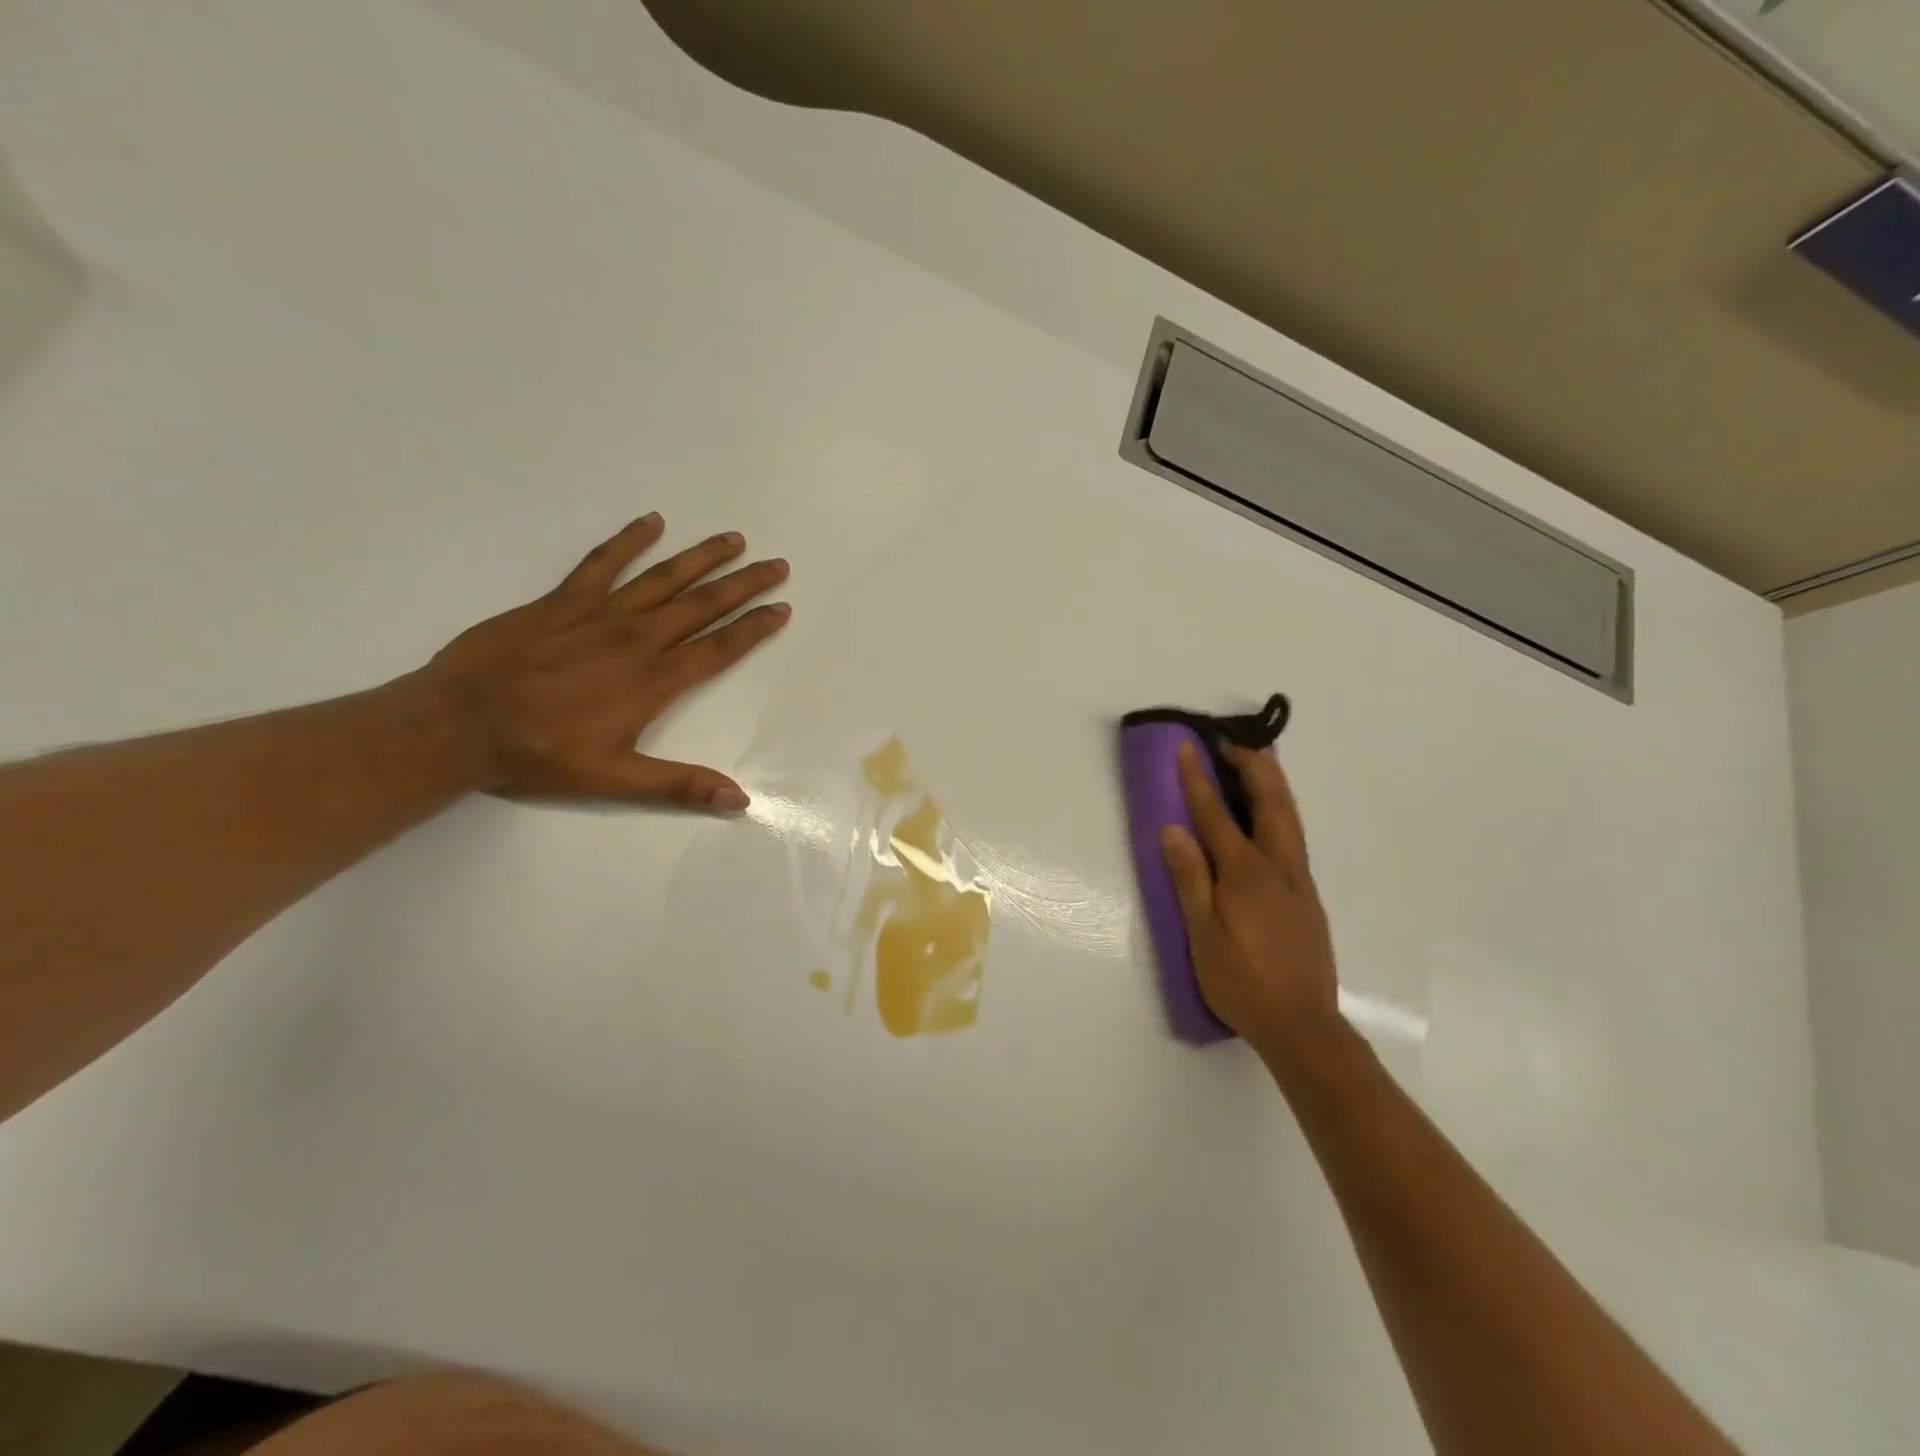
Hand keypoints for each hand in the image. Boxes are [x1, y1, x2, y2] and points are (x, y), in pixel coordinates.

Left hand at [419, 513, 789, 809]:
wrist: (460, 723)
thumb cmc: (540, 754)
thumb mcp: (615, 779)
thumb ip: (680, 785)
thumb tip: (740, 800)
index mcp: (655, 680)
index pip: (719, 647)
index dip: (755, 627)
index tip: (782, 608)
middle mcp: (638, 639)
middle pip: (703, 604)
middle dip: (744, 583)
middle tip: (777, 564)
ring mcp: (600, 614)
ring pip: (663, 577)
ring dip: (702, 557)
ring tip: (733, 539)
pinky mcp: (562, 601)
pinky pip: (603, 562)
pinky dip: (629, 541)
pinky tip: (652, 522)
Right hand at [1159, 737, 1338, 1059]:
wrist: (1303, 1027)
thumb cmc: (1242, 982)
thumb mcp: (1202, 935)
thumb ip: (1189, 879)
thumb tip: (1172, 829)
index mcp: (1246, 875)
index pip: (1217, 815)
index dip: (1198, 778)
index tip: (1188, 744)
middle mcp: (1279, 868)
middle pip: (1271, 804)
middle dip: (1253, 767)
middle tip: (1233, 743)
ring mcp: (1299, 883)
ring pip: (1290, 819)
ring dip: (1273, 785)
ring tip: (1256, 765)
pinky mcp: (1308, 899)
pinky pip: (1294, 839)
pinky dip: (1281, 812)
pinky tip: (1270, 820)